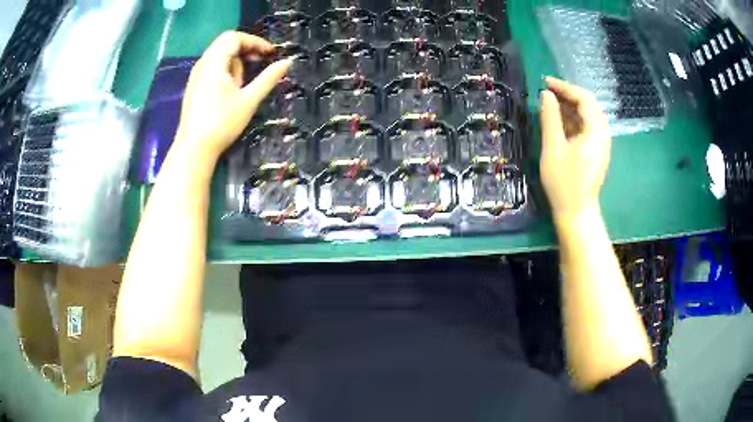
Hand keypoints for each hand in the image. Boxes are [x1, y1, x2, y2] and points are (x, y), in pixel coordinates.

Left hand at [174, 31, 290, 161]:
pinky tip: (231, 90)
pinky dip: (226, 71)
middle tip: (260, 62)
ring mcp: (196, 76)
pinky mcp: (194, 87)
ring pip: (219, 57)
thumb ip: (269, 78)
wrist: (194, 150)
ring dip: (236, 62)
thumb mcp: (249, 99)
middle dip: (246, 50)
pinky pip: (212, 68)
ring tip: (244, 82)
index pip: (234, 37)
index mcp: (214, 63)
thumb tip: (288, 62)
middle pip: (225, 44)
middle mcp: (202, 65)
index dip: (254, 41)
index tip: (270, 53)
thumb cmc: (221, 123)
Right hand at [540, 77, 611, 221]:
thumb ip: (550, 117)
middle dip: (568, 95)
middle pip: (588, 105)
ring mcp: (600, 144)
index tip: (545, 82)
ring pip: (587, 116)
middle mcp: (602, 134)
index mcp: (595, 131)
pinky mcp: (596, 152)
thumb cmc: (563, 181)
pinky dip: (572, 120)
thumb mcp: (553, 147)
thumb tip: (546, 94)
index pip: (584, 99)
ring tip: (549, 105)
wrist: (576, 212)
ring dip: (569, 107)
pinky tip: (558, 122)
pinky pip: (586, 128)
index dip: (565, 87)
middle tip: (547, 92)